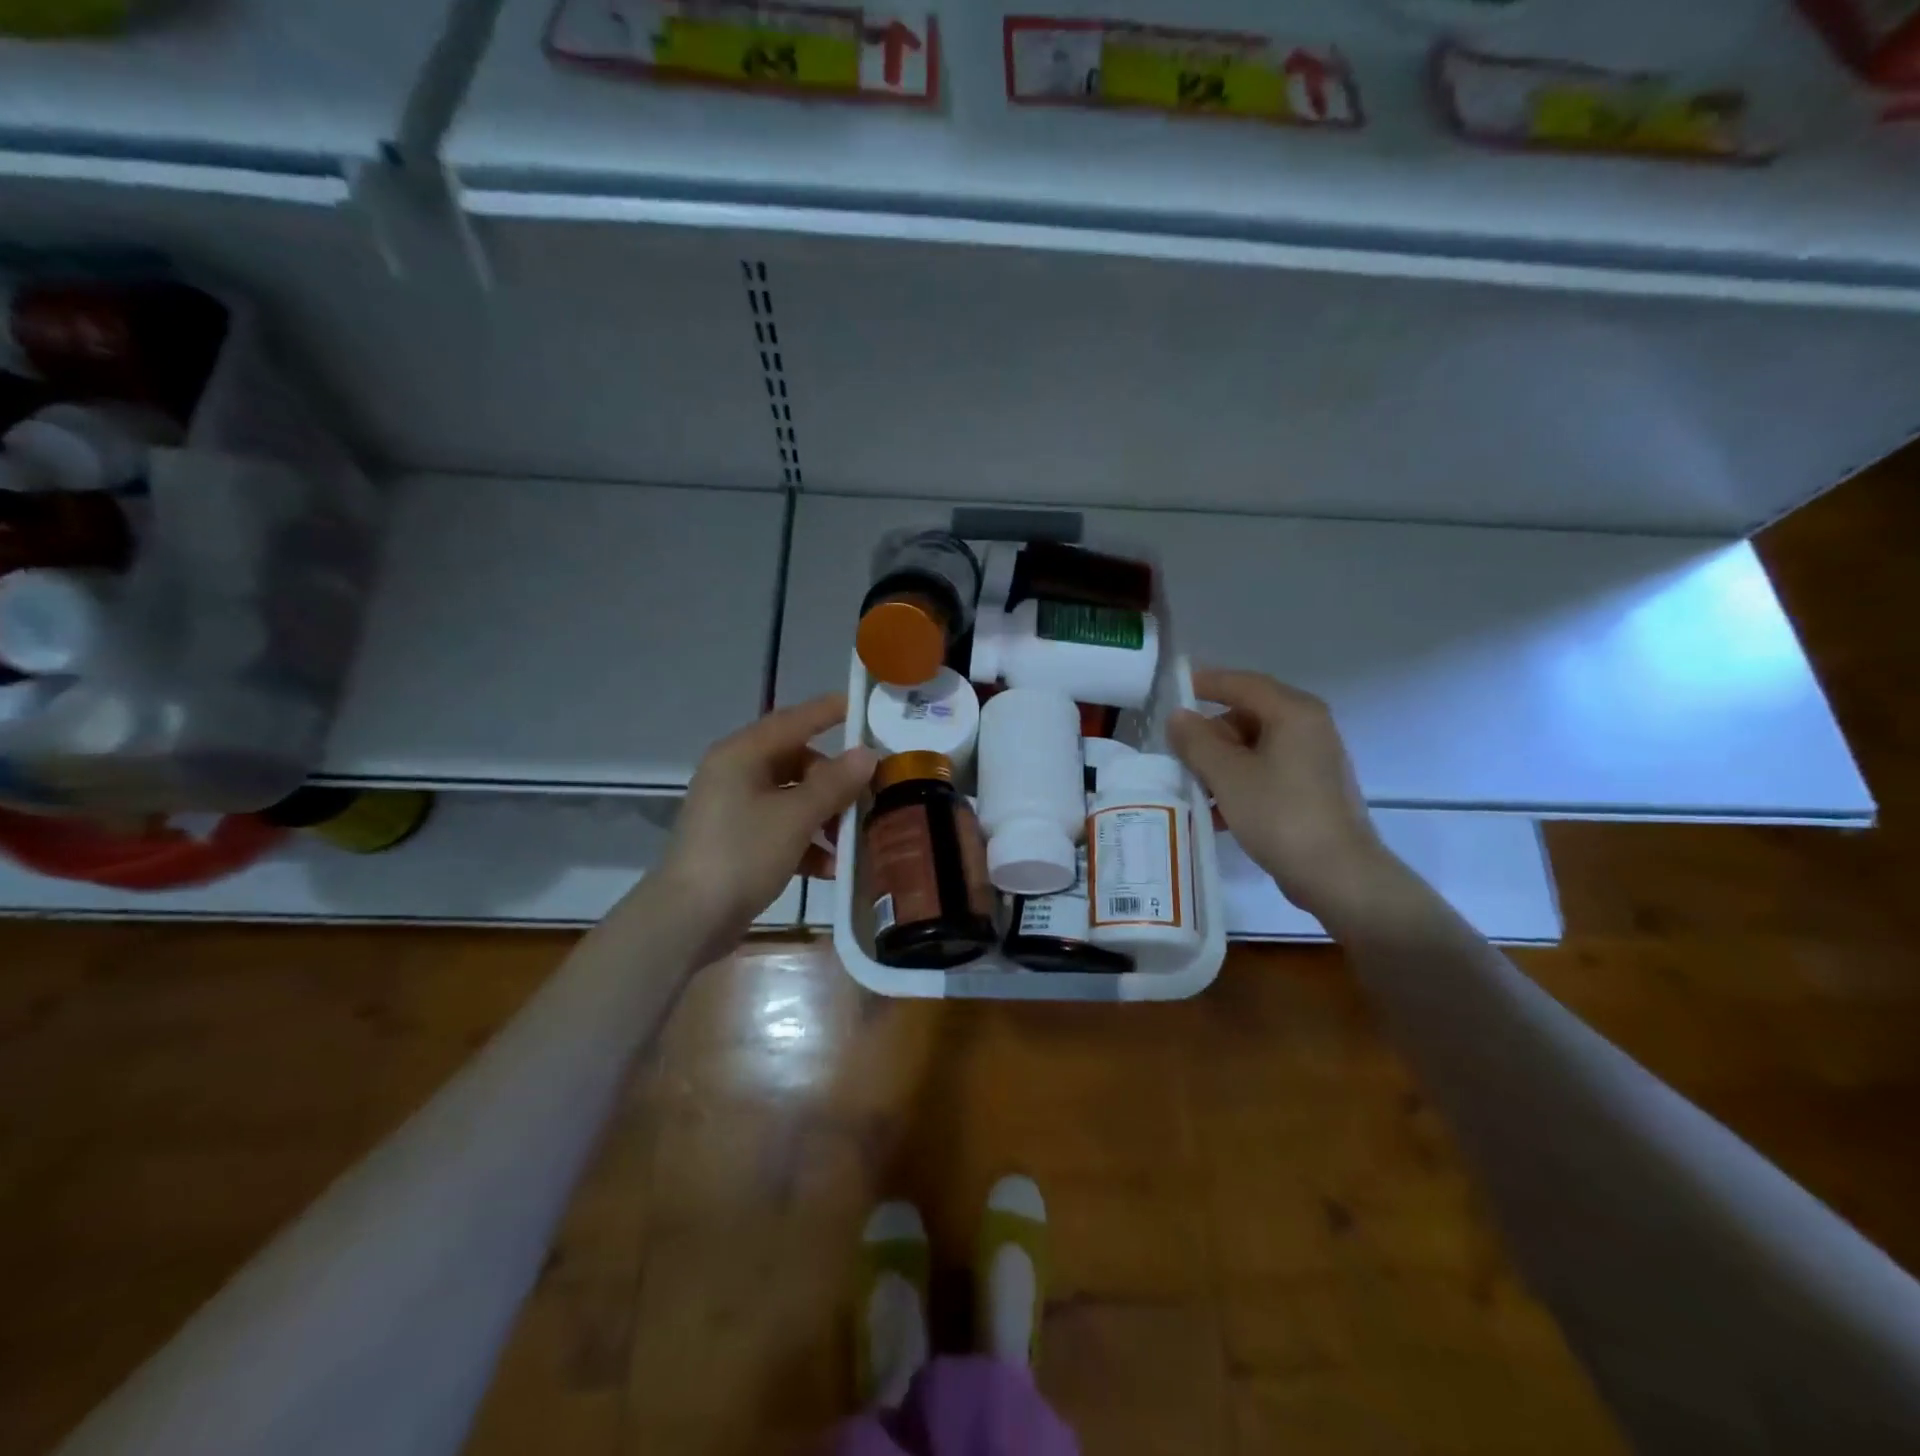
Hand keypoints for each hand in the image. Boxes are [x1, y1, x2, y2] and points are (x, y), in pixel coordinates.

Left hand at [652, 694, 877, 955]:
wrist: (687, 920)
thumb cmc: (742, 855)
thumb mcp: (795, 817)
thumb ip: (834, 783)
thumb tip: (867, 754)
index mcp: (742, 755)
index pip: (794, 720)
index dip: (829, 712)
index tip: (863, 708)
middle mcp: (735, 773)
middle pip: (796, 762)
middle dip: (834, 780)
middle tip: (869, 792)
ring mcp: (733, 809)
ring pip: (791, 798)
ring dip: (824, 816)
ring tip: (853, 838)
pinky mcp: (735, 842)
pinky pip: (780, 828)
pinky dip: (806, 842)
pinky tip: (831, 869)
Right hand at [1168, 668, 1402, 929]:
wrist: (1339, 876)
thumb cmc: (1280, 815)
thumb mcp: (1227, 775)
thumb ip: (1197, 741)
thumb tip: (1178, 716)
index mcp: (1294, 712)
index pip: (1242, 683)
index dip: (1205, 683)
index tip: (1172, 690)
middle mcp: (1309, 727)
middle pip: (1248, 715)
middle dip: (1210, 734)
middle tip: (1178, 753)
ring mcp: (1314, 760)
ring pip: (1255, 747)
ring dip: (1221, 763)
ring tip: (1192, 787)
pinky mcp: (1312, 790)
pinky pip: (1267, 772)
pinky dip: (1240, 783)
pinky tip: (1217, 813)